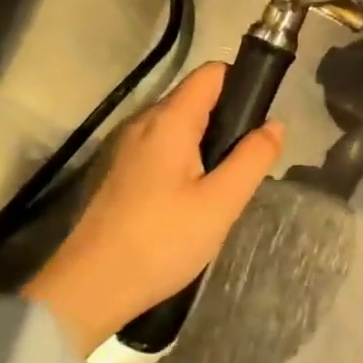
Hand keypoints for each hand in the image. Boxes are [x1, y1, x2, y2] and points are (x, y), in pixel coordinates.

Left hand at [24, 62, 283, 352]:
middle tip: (243, 164)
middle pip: (193, 99)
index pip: (211, 73)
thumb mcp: (221, 203)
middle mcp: (142, 122)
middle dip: (225, 120)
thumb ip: (252, 158)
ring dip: (202, 144)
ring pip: (175, 127)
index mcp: (169, 120)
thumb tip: (275, 124)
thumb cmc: (160, 242)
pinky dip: (179, 161)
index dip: (241, 83)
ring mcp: (122, 147)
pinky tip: (185, 201)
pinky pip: (156, 149)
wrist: (87, 289)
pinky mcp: (113, 172)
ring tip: (218, 186)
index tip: (259, 120)